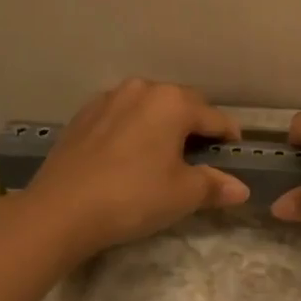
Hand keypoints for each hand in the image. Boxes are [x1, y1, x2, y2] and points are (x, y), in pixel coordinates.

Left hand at [20, 79, 247, 261]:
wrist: (59, 211)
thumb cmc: (133, 197)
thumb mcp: (183, 195)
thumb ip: (215, 185)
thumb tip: (241, 189)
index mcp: (173, 102)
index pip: (216, 118)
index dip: (230, 139)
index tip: (234, 158)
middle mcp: (143, 89)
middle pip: (183, 104)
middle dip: (196, 127)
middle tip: (200, 159)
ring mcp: (108, 99)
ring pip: (150, 107)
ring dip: (163, 125)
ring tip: (163, 156)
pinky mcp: (83, 116)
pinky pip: (122, 116)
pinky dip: (134, 130)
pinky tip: (129, 157)